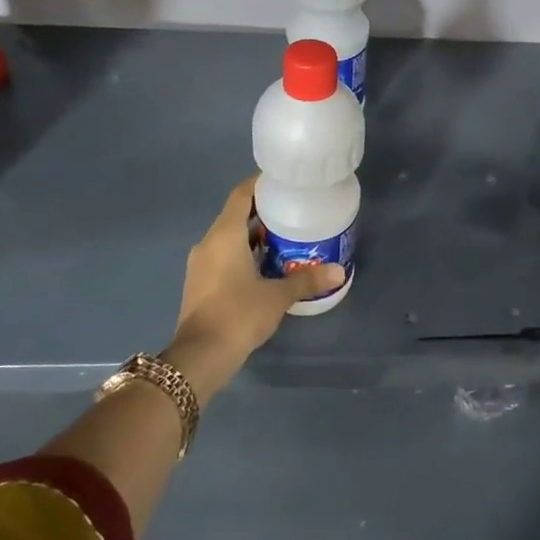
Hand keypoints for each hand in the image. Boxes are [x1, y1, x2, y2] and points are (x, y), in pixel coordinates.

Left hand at [161, 177, 343, 402]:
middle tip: (294, 210)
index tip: (284, 182)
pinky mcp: (201, 283)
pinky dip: (245, 253)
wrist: (200, 357)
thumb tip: (340, 271)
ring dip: (255, 235)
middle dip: (264, 211)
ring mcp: (201, 264)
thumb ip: (307, 280)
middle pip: (236, 215)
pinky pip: (225, 256)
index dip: (261, 184)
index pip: (241, 195)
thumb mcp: (277, 296)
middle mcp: (209, 243)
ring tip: (287, 236)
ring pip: (230, 238)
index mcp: (224, 235)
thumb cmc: (238, 315)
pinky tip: (268, 265)